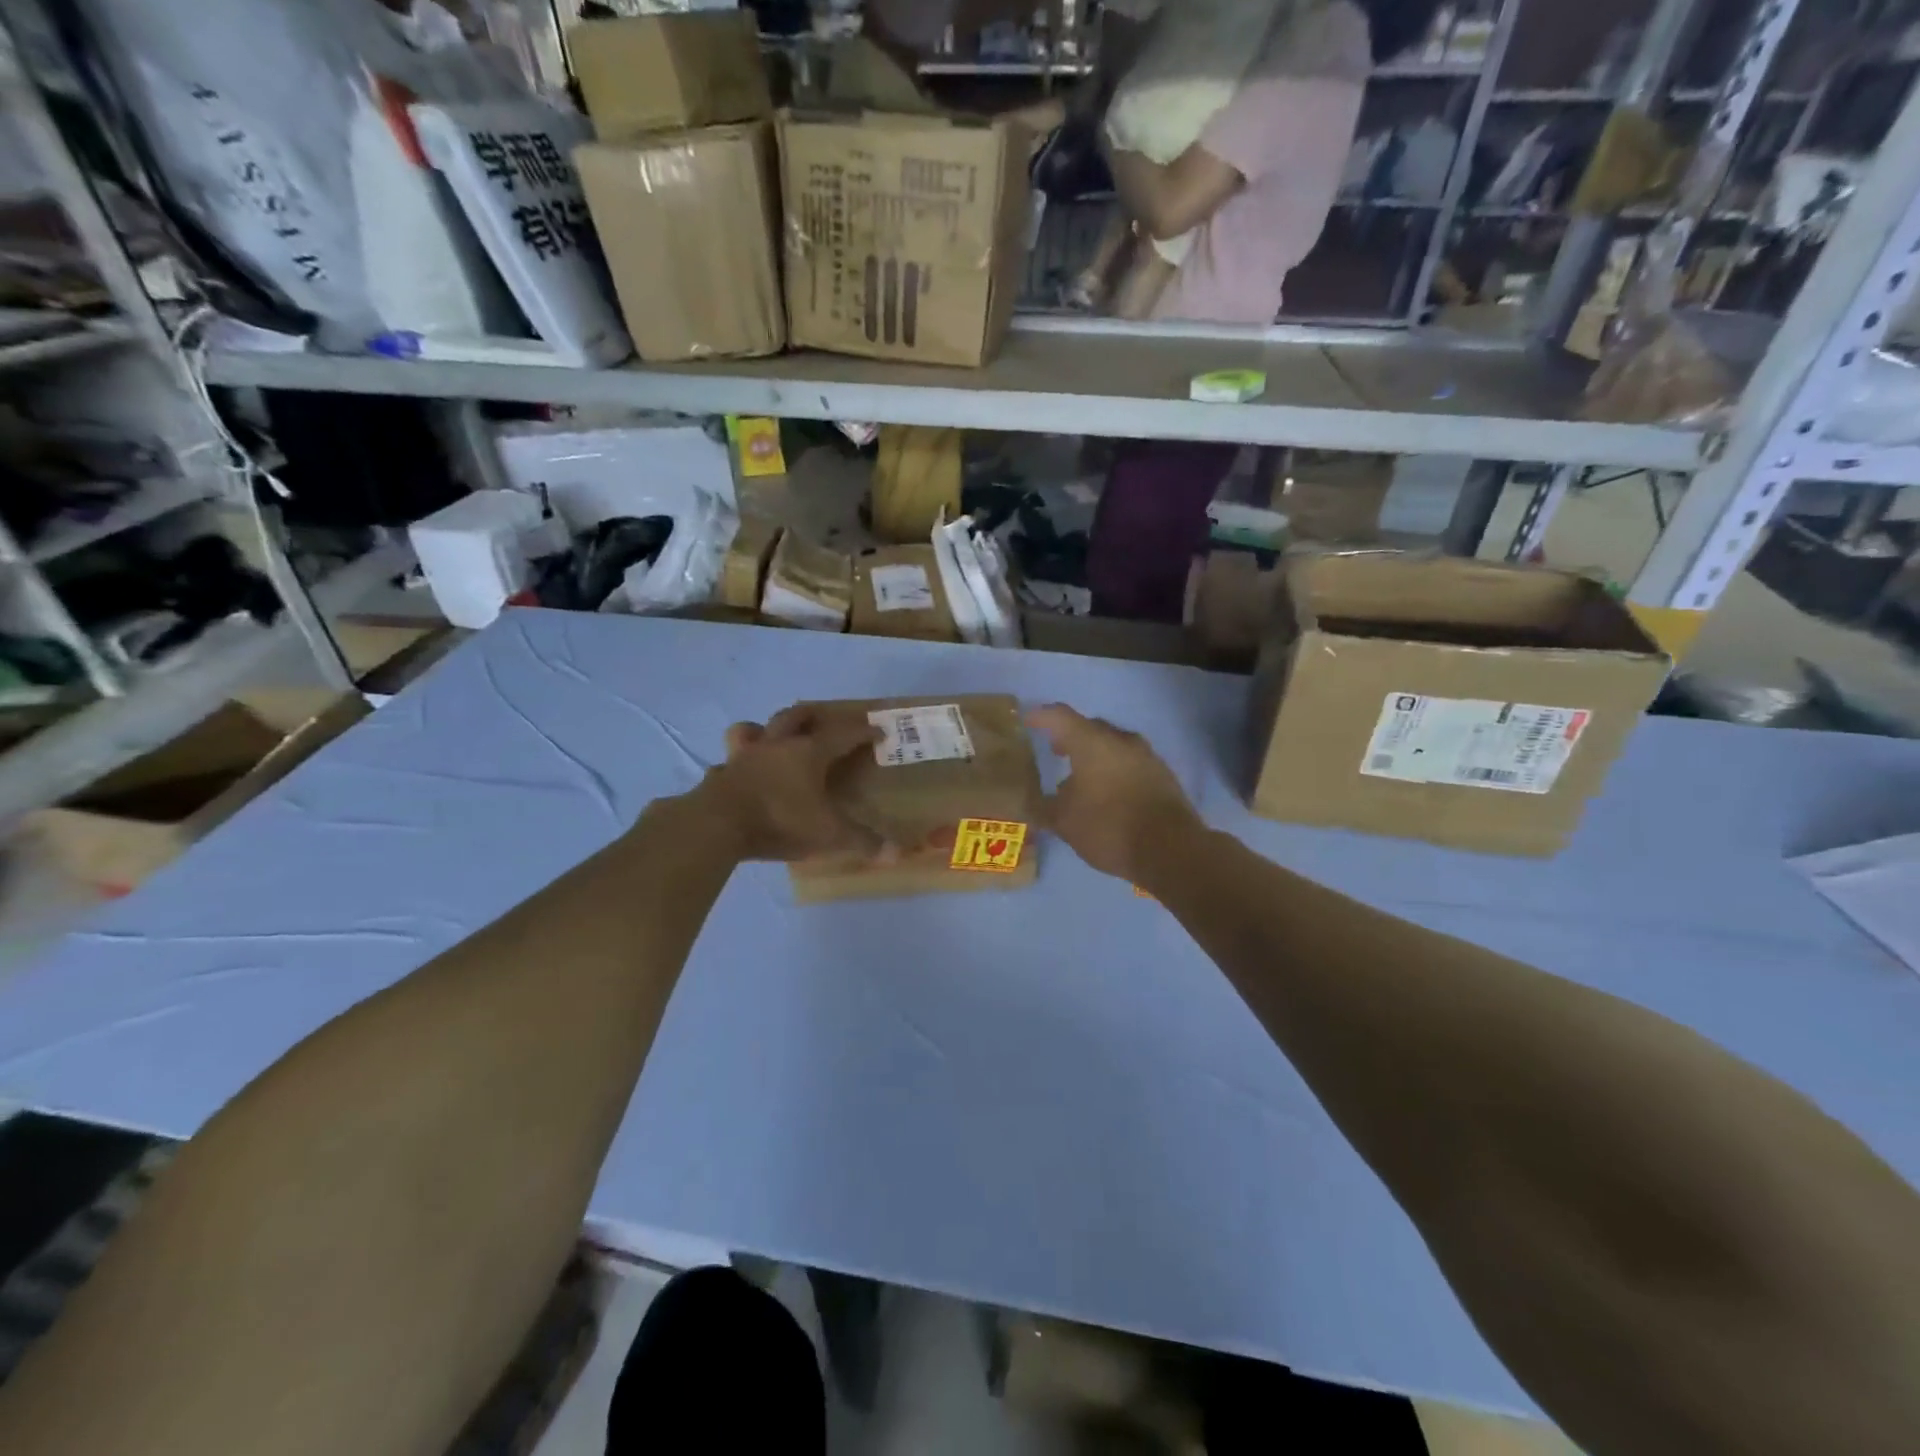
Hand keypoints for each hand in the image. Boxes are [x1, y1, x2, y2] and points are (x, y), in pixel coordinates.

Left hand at [695, 706, 881, 862]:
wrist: (718, 824)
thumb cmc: (780, 820)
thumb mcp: (828, 834)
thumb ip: (861, 841)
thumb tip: (895, 853)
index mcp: (809, 752)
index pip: (843, 733)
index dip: (863, 732)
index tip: (878, 732)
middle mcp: (777, 745)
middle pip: (796, 715)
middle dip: (814, 713)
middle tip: (825, 719)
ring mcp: (745, 756)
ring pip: (753, 728)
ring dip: (765, 728)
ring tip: (773, 737)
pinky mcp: (721, 773)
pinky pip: (729, 761)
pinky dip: (737, 764)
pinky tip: (741, 774)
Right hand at [1028, 704, 1204, 883]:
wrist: (1171, 848)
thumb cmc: (1109, 827)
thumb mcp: (1064, 823)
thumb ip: (1046, 808)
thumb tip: (1037, 802)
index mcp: (1091, 742)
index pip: (1059, 717)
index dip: (1040, 717)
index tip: (1028, 722)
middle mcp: (1120, 740)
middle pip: (1090, 728)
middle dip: (1071, 737)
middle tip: (1057, 751)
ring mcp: (1146, 755)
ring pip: (1113, 745)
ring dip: (1096, 755)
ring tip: (1082, 777)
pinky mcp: (1163, 775)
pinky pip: (1131, 763)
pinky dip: (1115, 770)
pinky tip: (1109, 793)